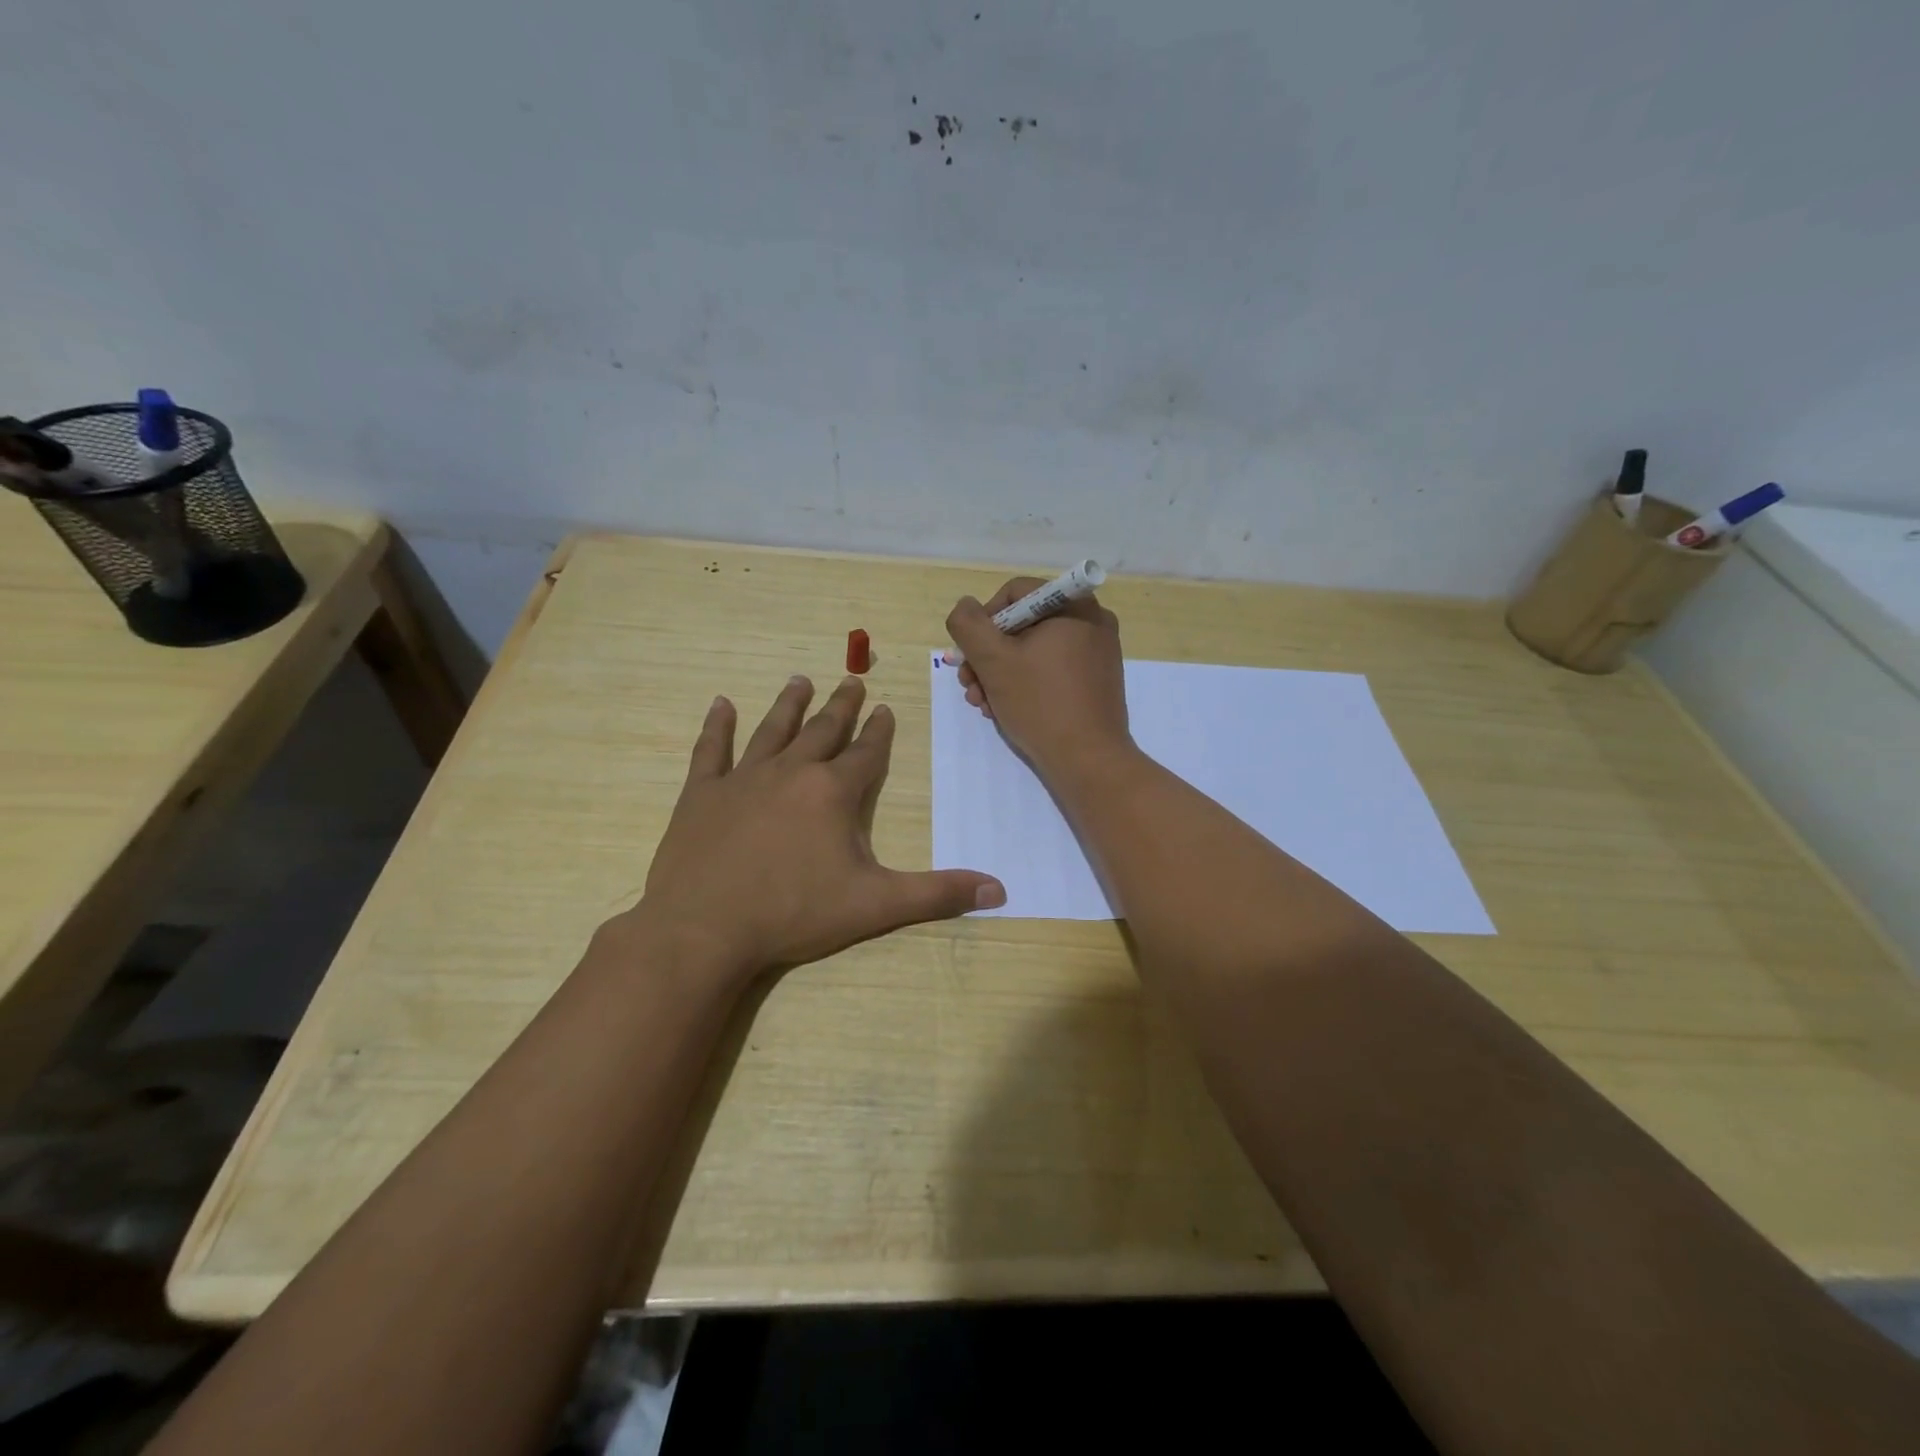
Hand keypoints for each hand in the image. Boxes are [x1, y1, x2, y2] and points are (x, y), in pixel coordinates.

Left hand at [619, 675, 1005, 984]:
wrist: (704, 929)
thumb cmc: (794, 913)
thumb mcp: (875, 905)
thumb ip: (937, 894)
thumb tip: (999, 889)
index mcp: (833, 792)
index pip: (865, 753)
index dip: (879, 732)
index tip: (885, 709)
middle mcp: (791, 772)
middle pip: (822, 731)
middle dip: (841, 706)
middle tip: (851, 680)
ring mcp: (742, 779)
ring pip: (772, 730)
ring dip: (789, 705)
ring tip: (800, 680)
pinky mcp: (702, 794)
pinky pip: (711, 750)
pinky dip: (716, 726)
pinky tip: (720, 704)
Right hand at [946, 579, 1131, 776]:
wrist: (1088, 761)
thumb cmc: (1040, 703)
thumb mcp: (993, 660)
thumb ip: (969, 625)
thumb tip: (965, 608)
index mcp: (1073, 606)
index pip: (1014, 593)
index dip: (983, 620)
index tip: (970, 654)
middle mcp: (1091, 622)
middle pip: (1022, 624)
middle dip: (988, 655)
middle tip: (969, 684)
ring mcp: (1097, 654)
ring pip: (1034, 651)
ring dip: (1000, 674)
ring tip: (983, 704)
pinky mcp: (1095, 682)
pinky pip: (1051, 670)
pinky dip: (1025, 685)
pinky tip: (1004, 710)